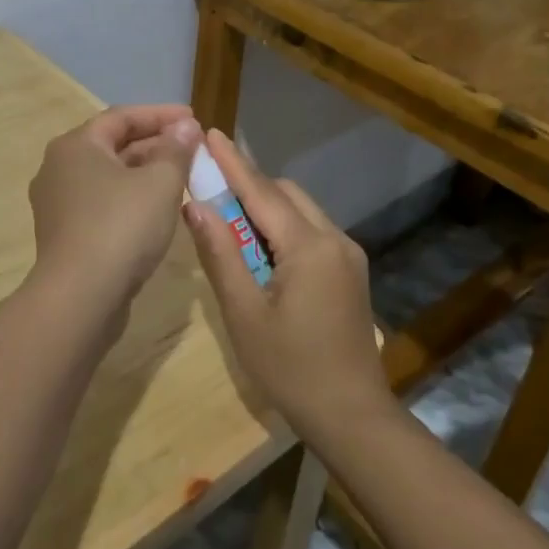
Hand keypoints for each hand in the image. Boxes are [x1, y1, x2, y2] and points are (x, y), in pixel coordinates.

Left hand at [29, 106, 202, 306]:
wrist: (79, 298)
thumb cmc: (121, 227)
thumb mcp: (160, 183)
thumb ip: (176, 150)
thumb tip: (186, 127)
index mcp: (76, 145)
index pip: (122, 117)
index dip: (161, 115)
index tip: (194, 118)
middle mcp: (59, 168)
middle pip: (113, 145)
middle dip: (155, 144)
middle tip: (192, 149)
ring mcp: (58, 204)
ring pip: (109, 177)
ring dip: (145, 172)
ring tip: (182, 177)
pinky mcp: (65, 234)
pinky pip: (103, 203)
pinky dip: (131, 198)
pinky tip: (158, 210)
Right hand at [181, 130, 387, 438]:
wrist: (352, 415)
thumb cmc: (290, 368)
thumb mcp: (243, 313)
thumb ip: (220, 254)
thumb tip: (195, 206)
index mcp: (308, 247)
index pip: (261, 191)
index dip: (232, 162)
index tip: (209, 133)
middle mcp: (334, 239)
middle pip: (285, 194)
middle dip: (248, 183)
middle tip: (210, 185)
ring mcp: (347, 254)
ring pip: (301, 210)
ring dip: (266, 206)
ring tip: (228, 218)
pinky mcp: (350, 271)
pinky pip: (311, 231)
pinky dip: (283, 226)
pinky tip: (261, 249)